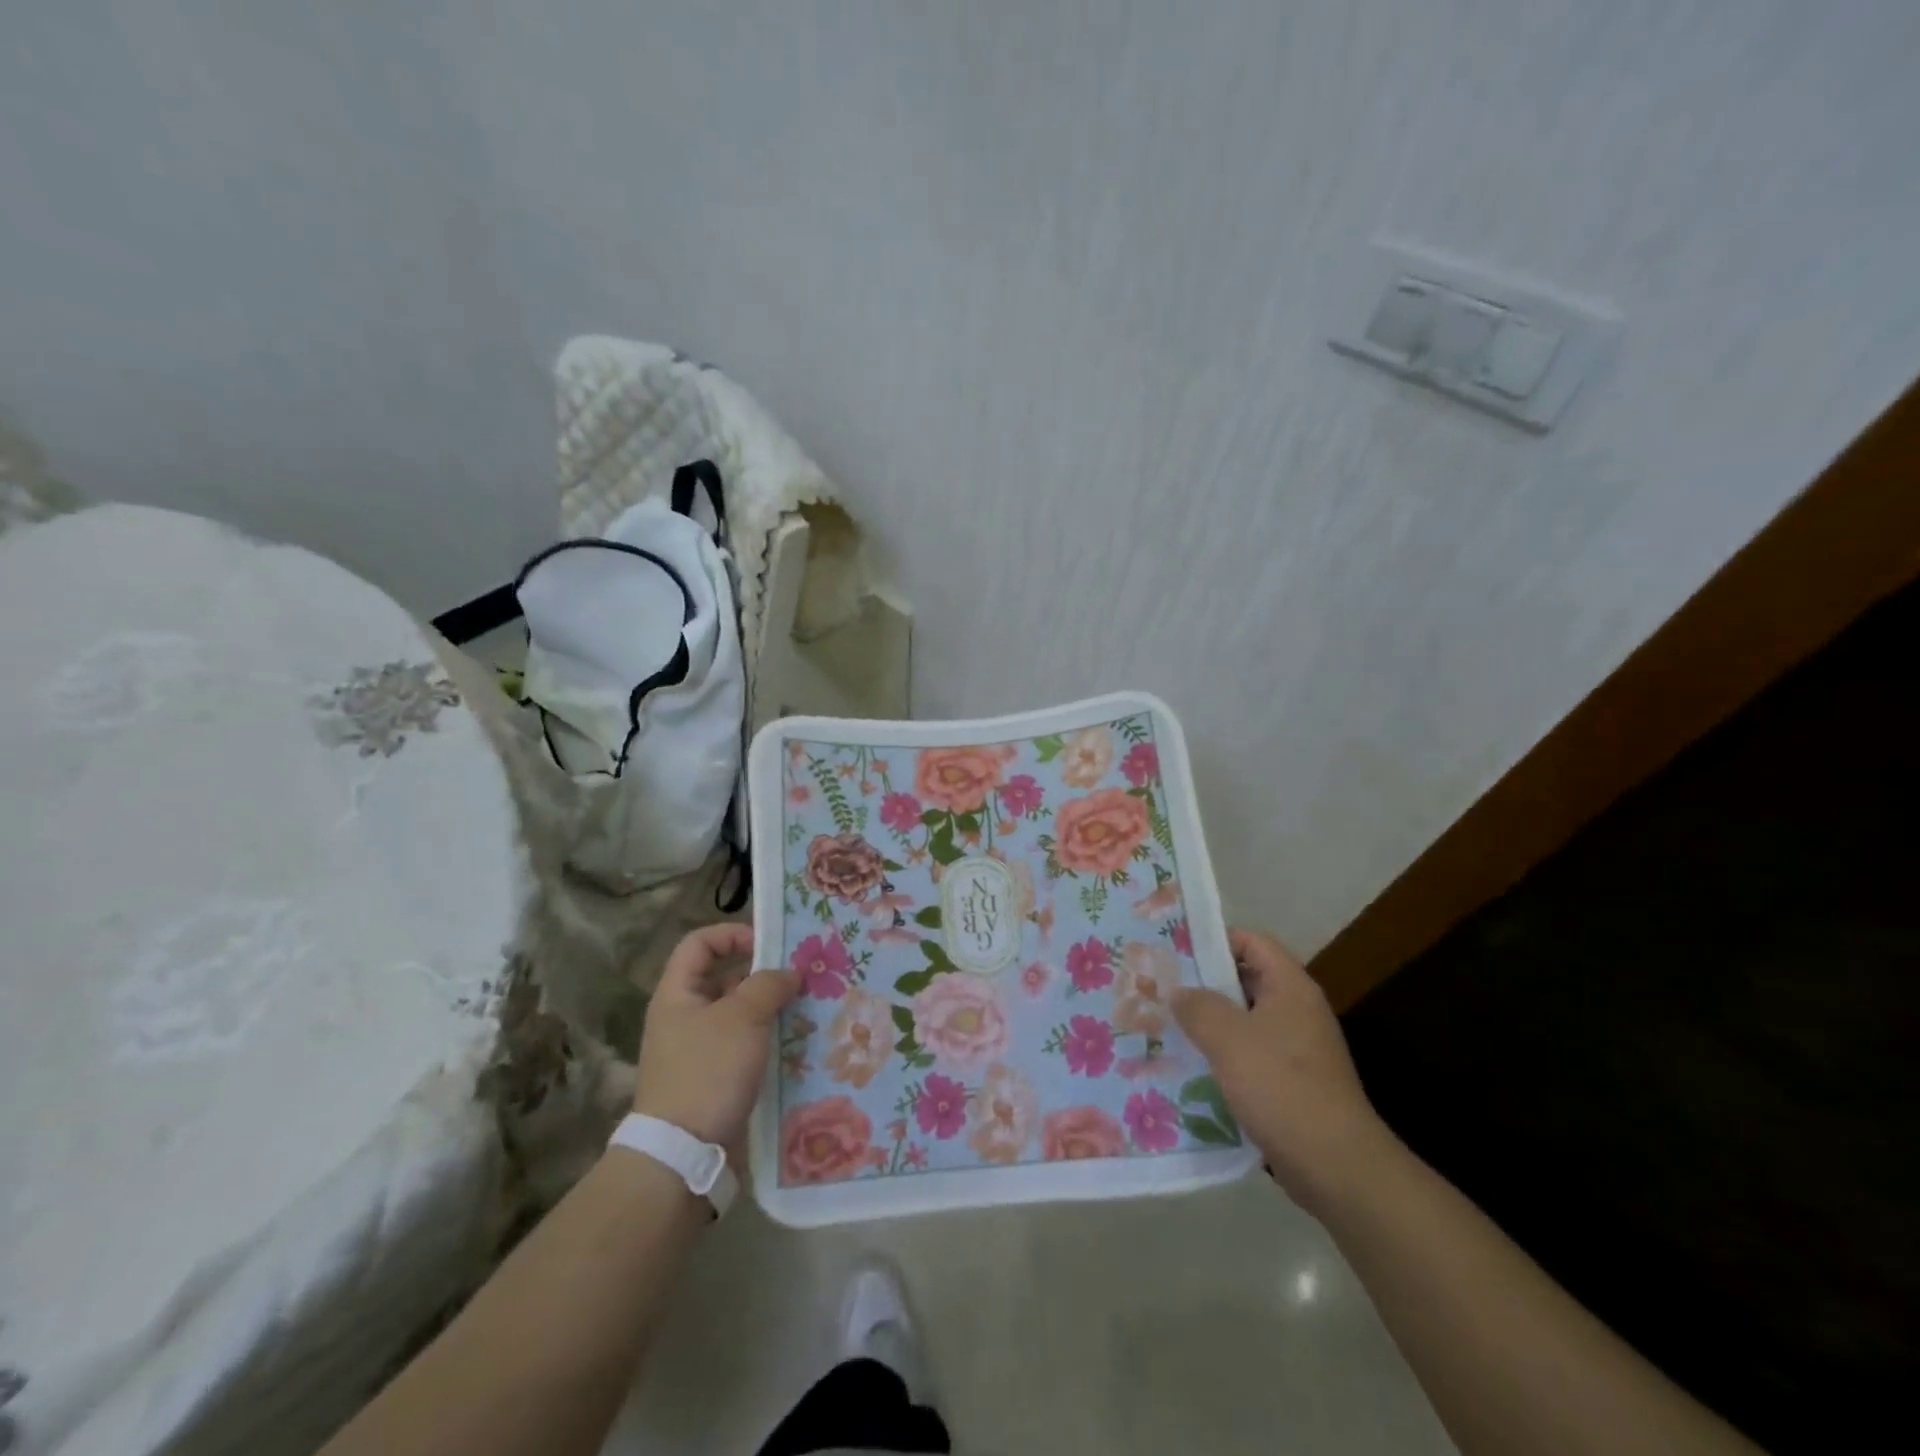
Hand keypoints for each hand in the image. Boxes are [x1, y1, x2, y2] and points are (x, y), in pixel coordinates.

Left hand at [633, 925, 796, 1147]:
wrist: (685, 1154)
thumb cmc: (709, 1071)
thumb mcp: (743, 1017)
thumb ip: (769, 984)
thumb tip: (789, 972)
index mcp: (678, 994)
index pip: (700, 943)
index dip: (732, 934)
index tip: (769, 944)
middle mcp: (685, 1017)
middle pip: (724, 978)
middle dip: (763, 973)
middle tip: (802, 974)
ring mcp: (700, 1049)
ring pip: (740, 1014)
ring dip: (772, 1008)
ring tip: (809, 1006)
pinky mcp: (717, 1078)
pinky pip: (746, 1045)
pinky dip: (770, 1039)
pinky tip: (800, 1041)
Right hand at [1172, 927, 1395, 1213]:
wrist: (1336, 1167)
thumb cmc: (1281, 1087)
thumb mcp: (1228, 1038)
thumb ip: (1197, 1006)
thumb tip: (1178, 991)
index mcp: (1290, 987)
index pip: (1252, 941)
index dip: (1214, 939)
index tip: (1174, 948)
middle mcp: (1296, 1011)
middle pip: (1245, 980)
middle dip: (1203, 983)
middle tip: (1160, 987)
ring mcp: (1296, 1049)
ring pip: (1243, 1021)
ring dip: (1208, 1023)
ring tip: (1165, 1025)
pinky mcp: (1291, 1083)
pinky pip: (1249, 1055)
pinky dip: (1221, 1056)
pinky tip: (1189, 1067)